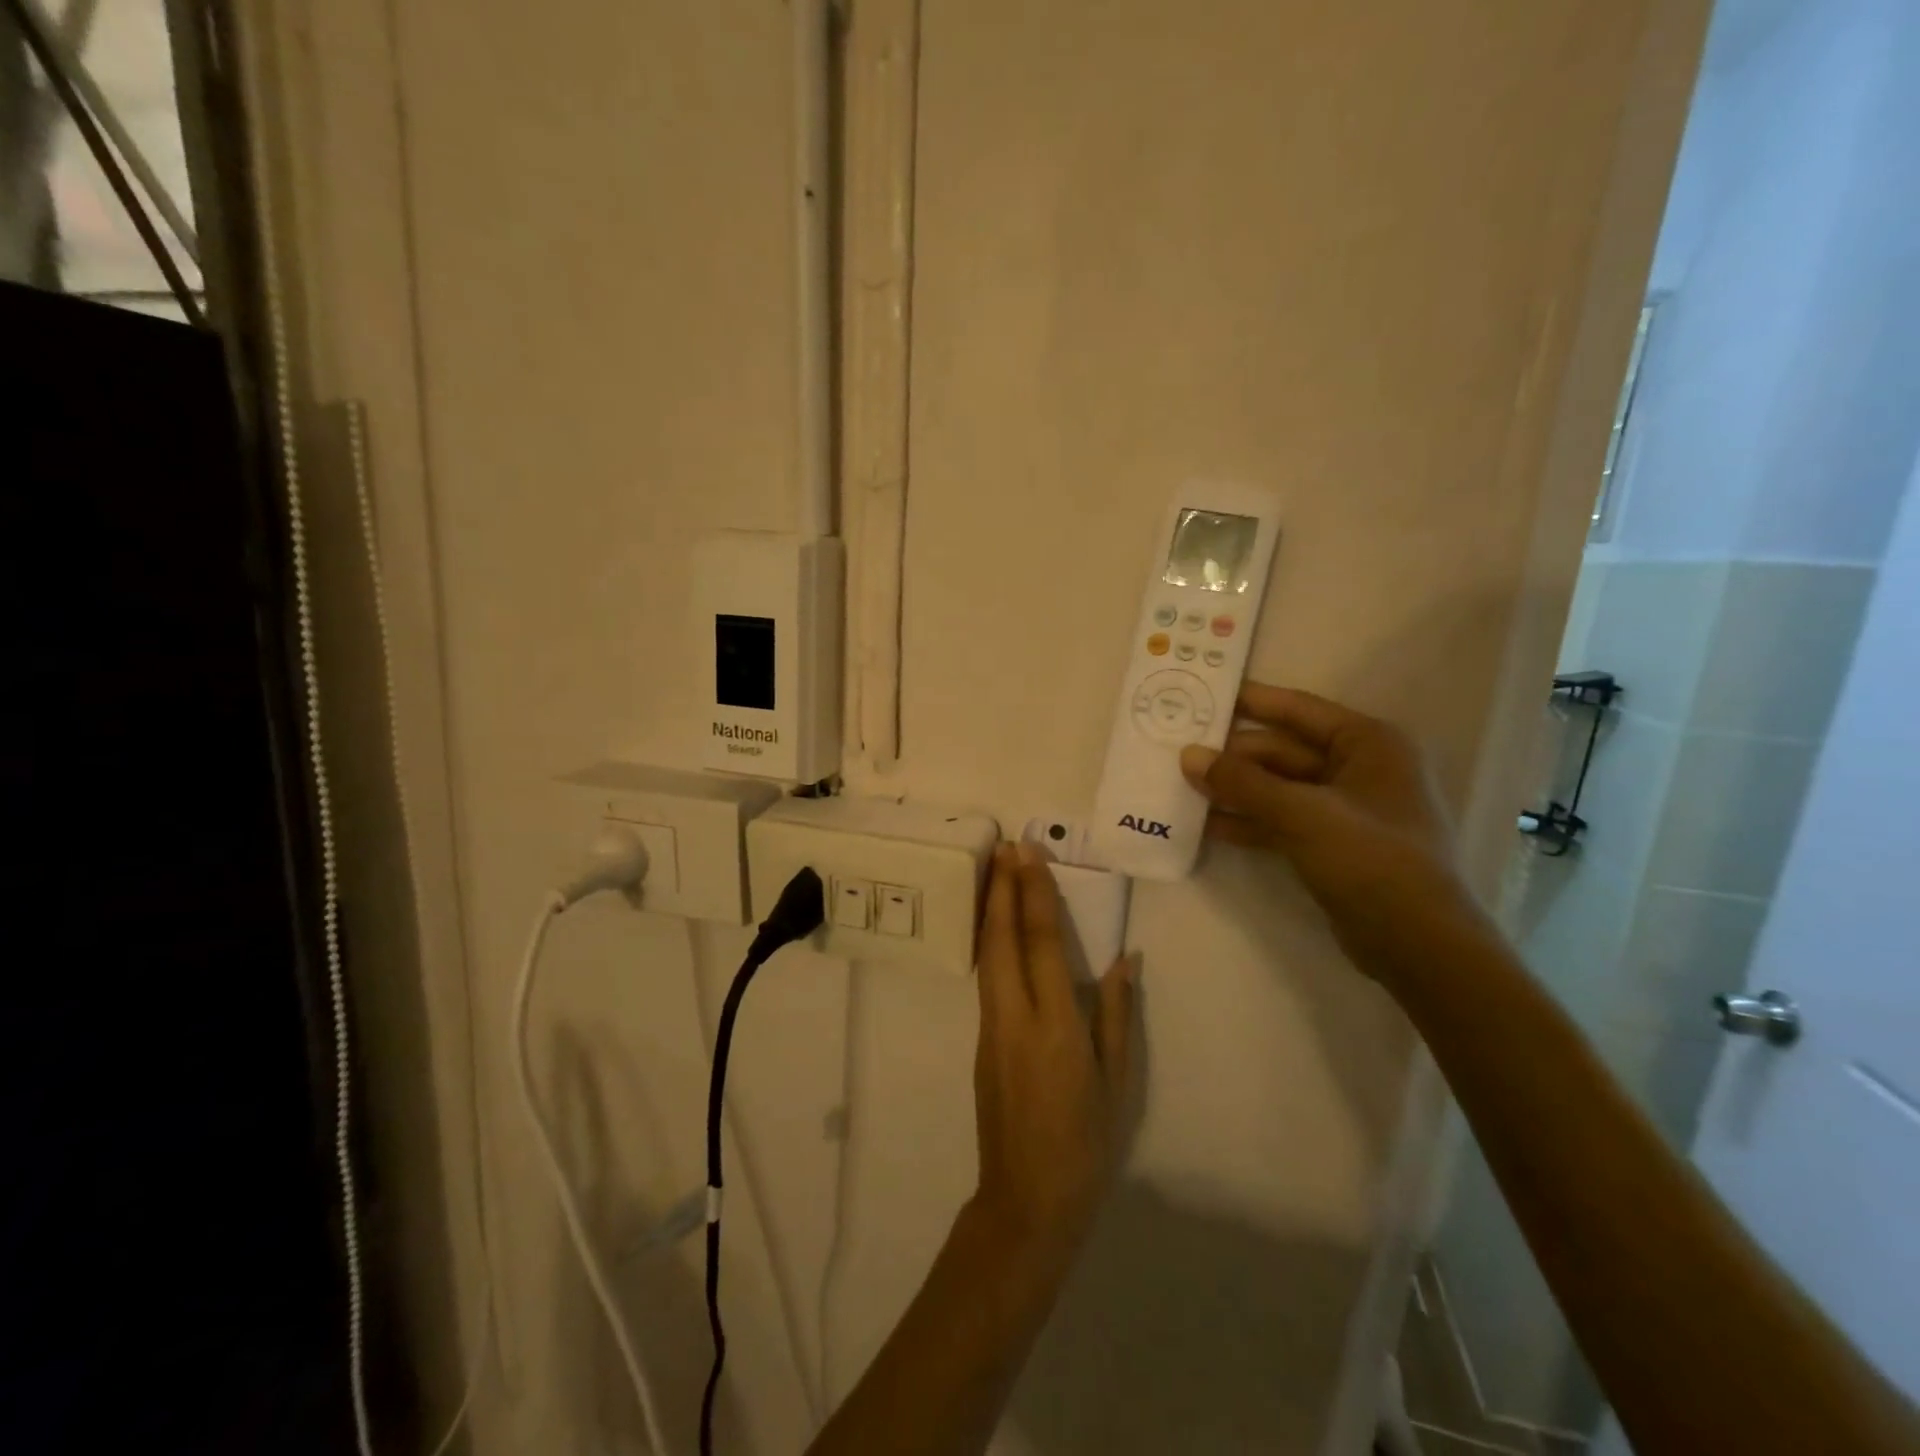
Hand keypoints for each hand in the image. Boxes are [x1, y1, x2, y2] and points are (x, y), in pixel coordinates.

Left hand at [969, 843, 1135, 1269]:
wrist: (1026, 1200)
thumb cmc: (1085, 1144)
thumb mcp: (1116, 1081)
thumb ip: (1116, 1014)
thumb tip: (1124, 958)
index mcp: (1053, 1025)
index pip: (1039, 942)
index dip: (1034, 893)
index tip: (1029, 854)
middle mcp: (1013, 1016)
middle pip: (1001, 938)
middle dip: (1002, 888)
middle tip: (1005, 846)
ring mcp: (990, 1028)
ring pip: (986, 954)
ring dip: (991, 909)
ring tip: (996, 872)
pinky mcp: (981, 1041)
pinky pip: (986, 977)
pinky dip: (990, 941)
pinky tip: (997, 927)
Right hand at [1180, 684, 1481, 971]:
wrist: (1417, 943)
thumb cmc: (1371, 859)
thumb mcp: (1301, 813)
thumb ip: (1242, 782)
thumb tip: (1188, 755)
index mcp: (1368, 743)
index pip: (1298, 710)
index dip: (1251, 701)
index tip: (1204, 694)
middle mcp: (1359, 768)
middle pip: (1283, 751)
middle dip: (1234, 755)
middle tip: (1179, 752)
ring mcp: (1345, 809)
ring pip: (1278, 788)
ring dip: (1236, 789)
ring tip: (1182, 787)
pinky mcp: (1332, 844)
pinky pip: (1282, 820)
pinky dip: (1249, 821)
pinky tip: (1207, 825)